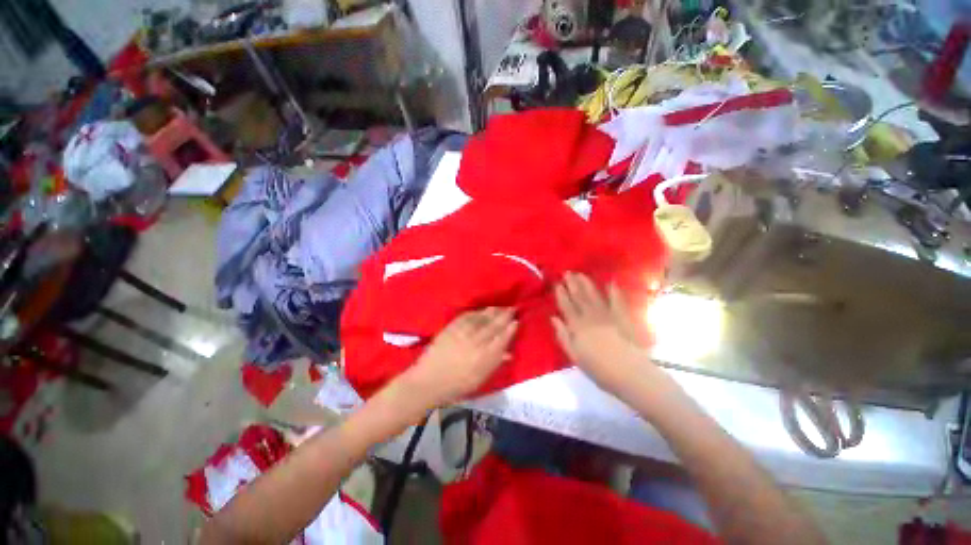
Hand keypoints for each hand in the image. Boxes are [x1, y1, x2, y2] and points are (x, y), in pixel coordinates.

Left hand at [404, 308, 517, 409]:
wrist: (429, 382)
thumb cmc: (456, 386)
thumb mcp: (479, 379)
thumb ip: (494, 364)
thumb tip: (509, 353)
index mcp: (484, 358)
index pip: (501, 339)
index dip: (510, 329)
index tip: (516, 321)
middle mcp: (476, 343)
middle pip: (494, 326)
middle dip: (504, 315)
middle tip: (513, 308)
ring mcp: (463, 333)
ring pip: (482, 318)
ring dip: (493, 311)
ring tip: (500, 307)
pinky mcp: (451, 328)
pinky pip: (467, 317)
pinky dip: (476, 312)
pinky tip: (482, 310)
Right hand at [552, 272, 650, 396]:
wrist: (629, 374)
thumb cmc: (598, 369)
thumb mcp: (574, 355)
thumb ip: (563, 335)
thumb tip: (554, 317)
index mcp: (577, 326)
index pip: (566, 306)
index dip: (561, 294)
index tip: (557, 283)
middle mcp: (591, 317)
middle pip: (579, 297)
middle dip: (572, 284)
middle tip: (567, 272)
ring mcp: (608, 315)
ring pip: (594, 296)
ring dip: (587, 284)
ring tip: (581, 274)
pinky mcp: (623, 318)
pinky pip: (617, 302)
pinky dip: (614, 292)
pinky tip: (611, 282)